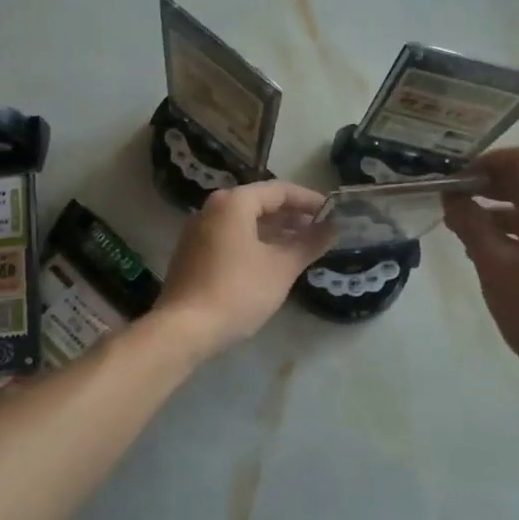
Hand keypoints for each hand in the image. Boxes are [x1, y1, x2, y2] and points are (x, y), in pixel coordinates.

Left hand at [156, 181, 334, 359]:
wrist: (184, 329)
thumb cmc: (238, 291)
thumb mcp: (281, 268)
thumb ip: (309, 244)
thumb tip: (333, 228)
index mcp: (234, 203)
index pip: (279, 190)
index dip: (309, 200)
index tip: (333, 213)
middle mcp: (212, 209)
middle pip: (259, 203)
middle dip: (291, 216)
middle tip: (320, 231)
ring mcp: (198, 231)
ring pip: (244, 222)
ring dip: (274, 231)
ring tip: (301, 247)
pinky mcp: (192, 254)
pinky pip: (230, 237)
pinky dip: (254, 243)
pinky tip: (271, 262)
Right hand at [442, 148, 518, 390]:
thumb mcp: (494, 266)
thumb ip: (471, 225)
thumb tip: (452, 198)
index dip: (487, 162)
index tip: (456, 183)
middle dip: (490, 185)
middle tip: (454, 204)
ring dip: (499, 209)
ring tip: (464, 231)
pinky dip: (514, 229)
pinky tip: (489, 252)